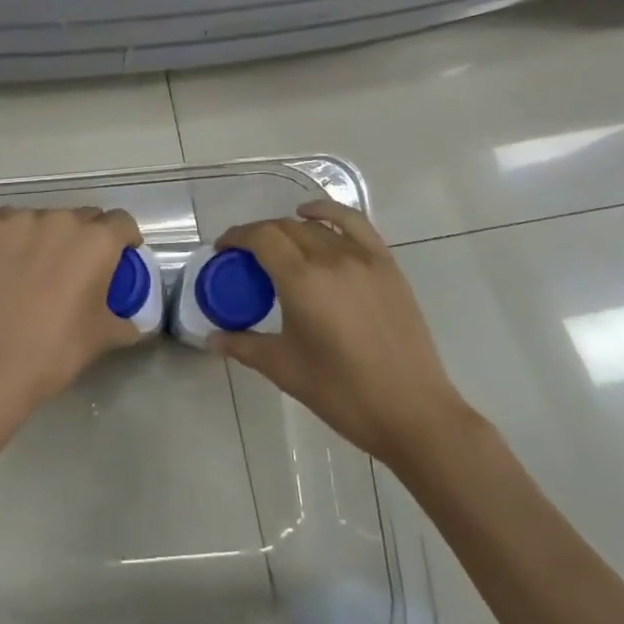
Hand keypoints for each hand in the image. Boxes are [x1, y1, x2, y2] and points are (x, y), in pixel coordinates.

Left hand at [0, 205, 143, 412]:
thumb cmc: (54, 350)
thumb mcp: (102, 338)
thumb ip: (126, 321)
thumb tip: (136, 323)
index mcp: (97, 241)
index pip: (122, 222)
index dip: (124, 238)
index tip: (119, 256)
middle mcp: (62, 220)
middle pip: (83, 218)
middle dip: (86, 238)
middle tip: (76, 268)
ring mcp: (22, 220)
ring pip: (45, 220)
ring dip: (48, 237)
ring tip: (36, 269)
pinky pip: (10, 224)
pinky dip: (14, 238)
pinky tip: (6, 265)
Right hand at [211, 201, 469, 469]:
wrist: (411, 411)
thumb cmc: (342, 393)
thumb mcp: (285, 369)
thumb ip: (244, 345)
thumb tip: (212, 338)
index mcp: (301, 281)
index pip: (261, 238)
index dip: (236, 238)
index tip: (223, 251)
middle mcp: (330, 257)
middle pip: (285, 229)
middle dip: (258, 237)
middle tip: (245, 259)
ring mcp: (362, 257)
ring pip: (315, 227)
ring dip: (289, 230)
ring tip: (278, 248)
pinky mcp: (385, 264)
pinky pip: (353, 223)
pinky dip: (328, 212)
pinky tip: (312, 216)